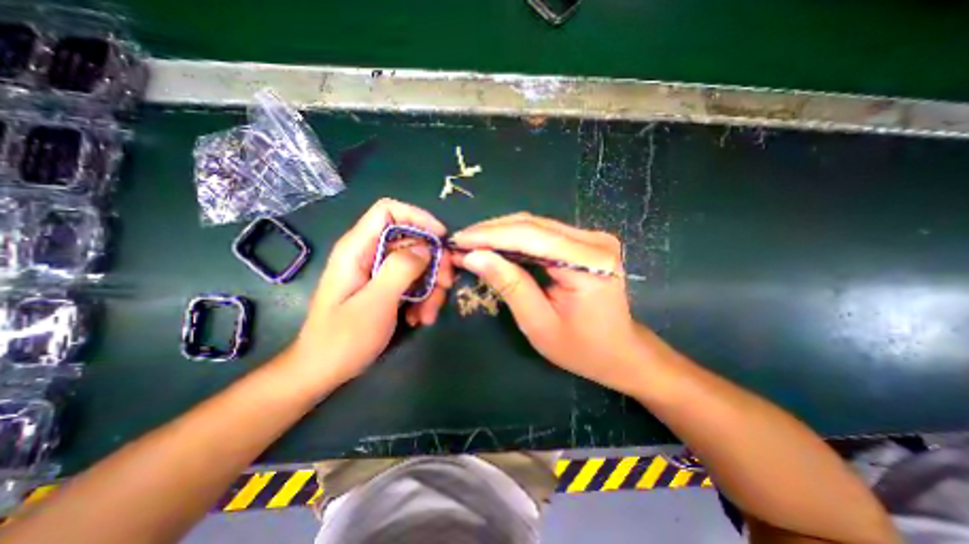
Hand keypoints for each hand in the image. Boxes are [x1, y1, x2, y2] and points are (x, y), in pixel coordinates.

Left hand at [286, 200, 453, 390]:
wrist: (323, 371)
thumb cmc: (342, 339)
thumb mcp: (375, 303)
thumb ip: (400, 269)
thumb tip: (426, 247)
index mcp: (358, 248)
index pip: (388, 210)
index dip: (418, 217)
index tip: (441, 238)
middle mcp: (369, 254)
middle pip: (412, 240)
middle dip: (434, 262)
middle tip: (445, 285)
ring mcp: (379, 272)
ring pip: (418, 264)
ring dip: (431, 287)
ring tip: (427, 315)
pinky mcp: (386, 287)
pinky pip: (414, 282)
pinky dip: (423, 298)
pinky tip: (419, 319)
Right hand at [450, 213, 646, 394]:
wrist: (619, 351)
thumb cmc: (581, 348)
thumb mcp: (539, 323)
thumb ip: (509, 285)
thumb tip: (474, 256)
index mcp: (589, 263)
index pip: (531, 236)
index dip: (490, 235)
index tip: (458, 241)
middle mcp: (594, 241)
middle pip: (533, 224)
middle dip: (491, 231)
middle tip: (460, 242)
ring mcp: (592, 238)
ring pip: (536, 224)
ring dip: (500, 232)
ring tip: (472, 243)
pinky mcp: (585, 241)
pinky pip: (543, 233)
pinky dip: (515, 238)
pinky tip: (495, 245)